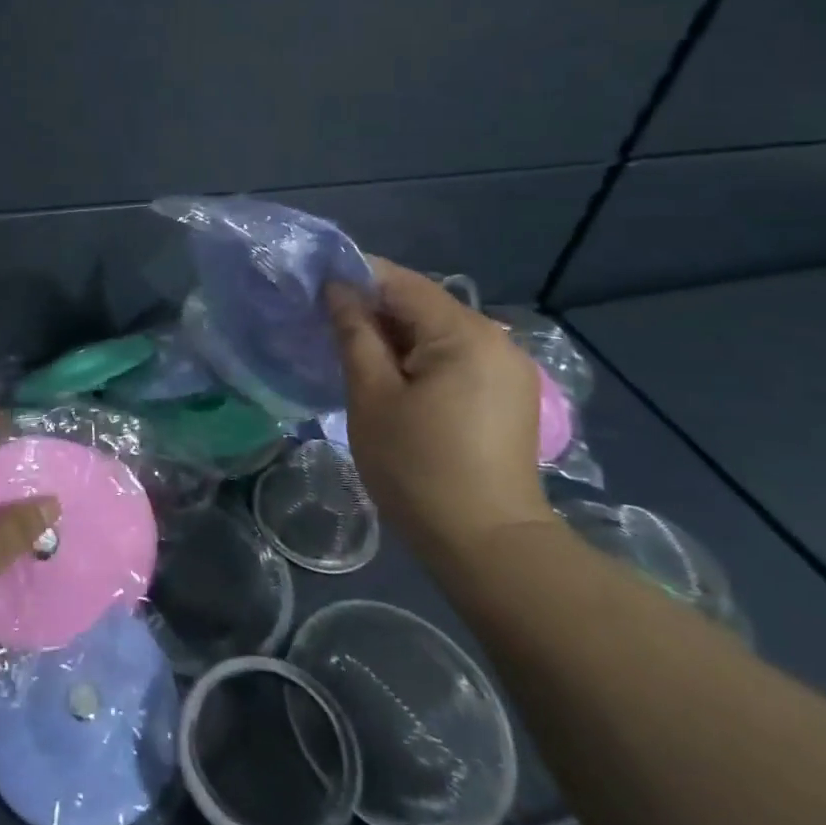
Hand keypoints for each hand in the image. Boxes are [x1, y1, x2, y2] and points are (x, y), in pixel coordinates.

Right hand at [325, 257, 553, 567]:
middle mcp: (496, 338)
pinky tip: (396, 380)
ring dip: (397, 335)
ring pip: (439, 330)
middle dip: (374, 310)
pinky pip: (457, 355)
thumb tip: (337, 289)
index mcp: (464, 333)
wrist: (488, 546)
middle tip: (328, 327)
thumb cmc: (419, 469)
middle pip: (423, 304)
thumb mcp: (372, 397)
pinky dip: (422, 357)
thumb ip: (355, 334)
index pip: (401, 282)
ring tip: (356, 354)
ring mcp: (509, 366)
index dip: (355, 278)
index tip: (316, 289)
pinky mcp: (509, 393)